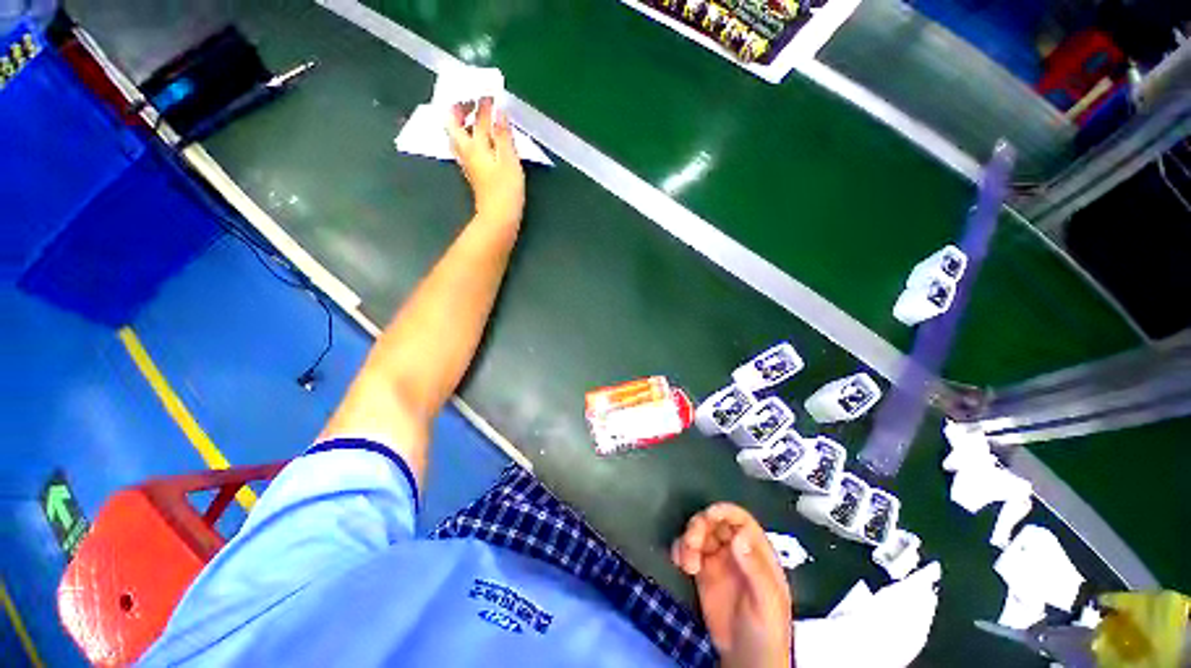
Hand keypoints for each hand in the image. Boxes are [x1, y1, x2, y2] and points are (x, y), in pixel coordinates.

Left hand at [446, 97, 525, 228]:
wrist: (499, 217)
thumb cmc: (505, 190)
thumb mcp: (509, 160)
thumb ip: (503, 135)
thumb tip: (499, 111)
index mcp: (473, 146)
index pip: (472, 118)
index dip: (478, 102)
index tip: (485, 90)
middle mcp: (466, 152)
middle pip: (455, 125)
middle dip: (461, 109)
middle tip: (473, 99)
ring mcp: (468, 164)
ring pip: (459, 137)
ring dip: (464, 123)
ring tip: (475, 116)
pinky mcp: (474, 173)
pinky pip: (467, 147)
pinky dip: (471, 136)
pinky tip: (480, 138)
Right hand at [672, 503, 791, 667]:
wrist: (746, 661)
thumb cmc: (766, 631)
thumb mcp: (767, 602)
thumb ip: (755, 570)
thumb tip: (739, 536)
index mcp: (756, 553)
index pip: (741, 520)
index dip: (724, 511)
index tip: (708, 515)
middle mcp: (736, 551)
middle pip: (715, 522)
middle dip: (700, 525)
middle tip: (692, 542)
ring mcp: (717, 560)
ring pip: (699, 533)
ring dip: (687, 539)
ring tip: (686, 562)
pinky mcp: (701, 572)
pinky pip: (687, 550)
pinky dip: (680, 549)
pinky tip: (680, 563)